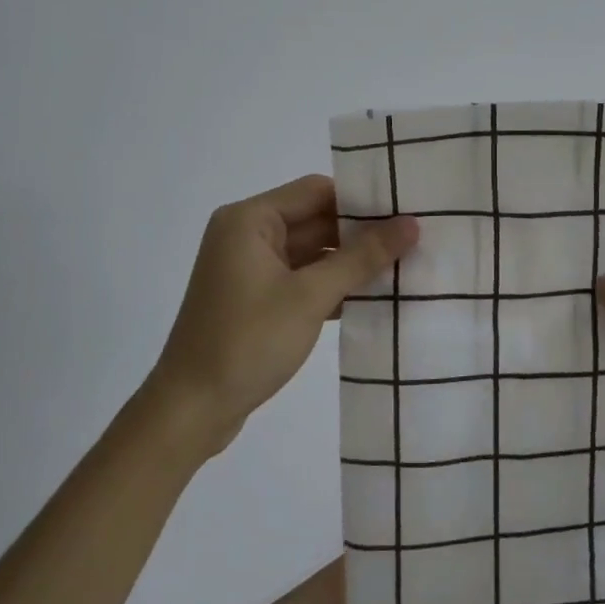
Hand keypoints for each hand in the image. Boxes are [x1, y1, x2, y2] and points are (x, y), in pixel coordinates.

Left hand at [146, 174, 418, 455]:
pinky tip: (370, 297)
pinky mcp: (255, 298)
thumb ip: (361, 257)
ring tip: (403, 267)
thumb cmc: (247, 342)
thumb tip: (411, 224)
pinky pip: (301, 278)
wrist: (190, 412)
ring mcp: (250, 268)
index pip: (316, 191)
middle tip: (414, 241)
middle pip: (314, 219)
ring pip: (311, 252)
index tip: (405, 211)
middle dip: (360, 233)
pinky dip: (331, 285)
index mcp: (250, 219)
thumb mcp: (310, 296)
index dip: (361, 200)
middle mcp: (246, 234)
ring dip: (349, 262)